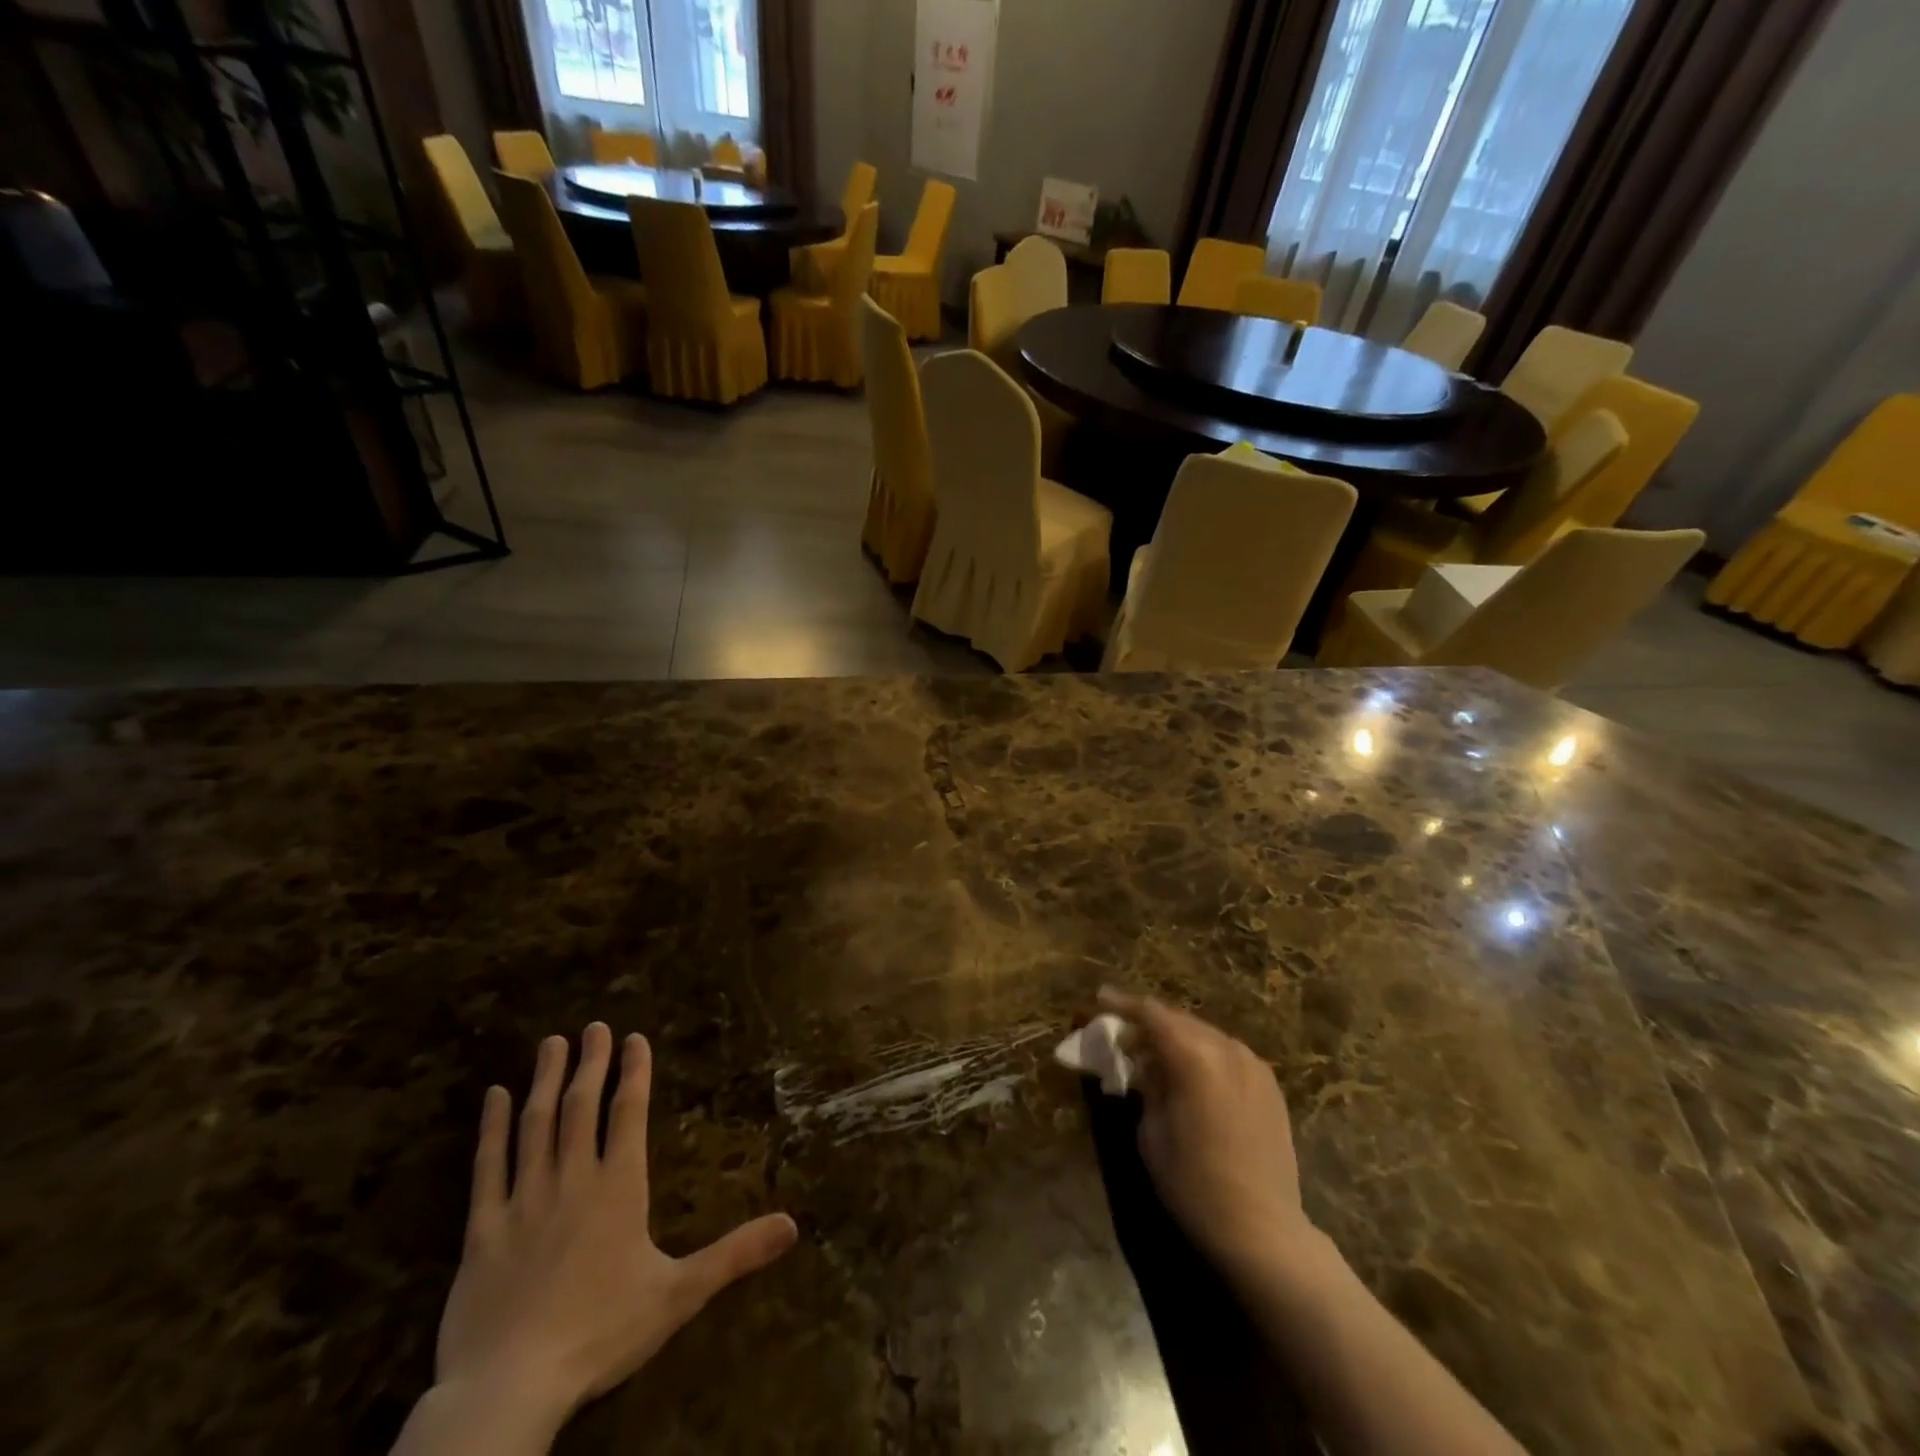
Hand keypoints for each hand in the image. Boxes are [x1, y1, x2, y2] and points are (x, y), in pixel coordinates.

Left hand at [432, 1023, 798, 1439]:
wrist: (510, 1388)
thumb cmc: (601, 1333)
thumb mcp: (679, 1295)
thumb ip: (735, 1254)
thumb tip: (794, 1224)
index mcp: (619, 1188)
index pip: (629, 1113)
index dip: (633, 1072)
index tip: (634, 1038)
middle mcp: (572, 1180)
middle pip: (581, 1107)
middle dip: (590, 1063)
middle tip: (593, 1026)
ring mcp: (523, 1201)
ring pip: (535, 1125)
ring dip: (545, 1081)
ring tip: (551, 1044)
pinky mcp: (482, 1230)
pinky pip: (486, 1167)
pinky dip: (490, 1129)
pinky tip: (493, 1096)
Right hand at [1098, 988, 1316, 1283]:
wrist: (1262, 1230)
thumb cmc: (1194, 1184)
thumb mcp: (1151, 1132)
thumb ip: (1146, 1085)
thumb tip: (1144, 1063)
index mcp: (1194, 1057)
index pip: (1151, 1014)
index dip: (1123, 1004)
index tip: (1101, 1000)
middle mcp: (1226, 1049)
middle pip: (1179, 1020)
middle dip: (1149, 1023)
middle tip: (1123, 1034)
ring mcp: (1253, 1065)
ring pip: (1205, 1035)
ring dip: (1178, 1038)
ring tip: (1156, 1055)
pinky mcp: (1269, 1085)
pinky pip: (1227, 1054)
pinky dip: (1203, 1054)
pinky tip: (1192, 1074)